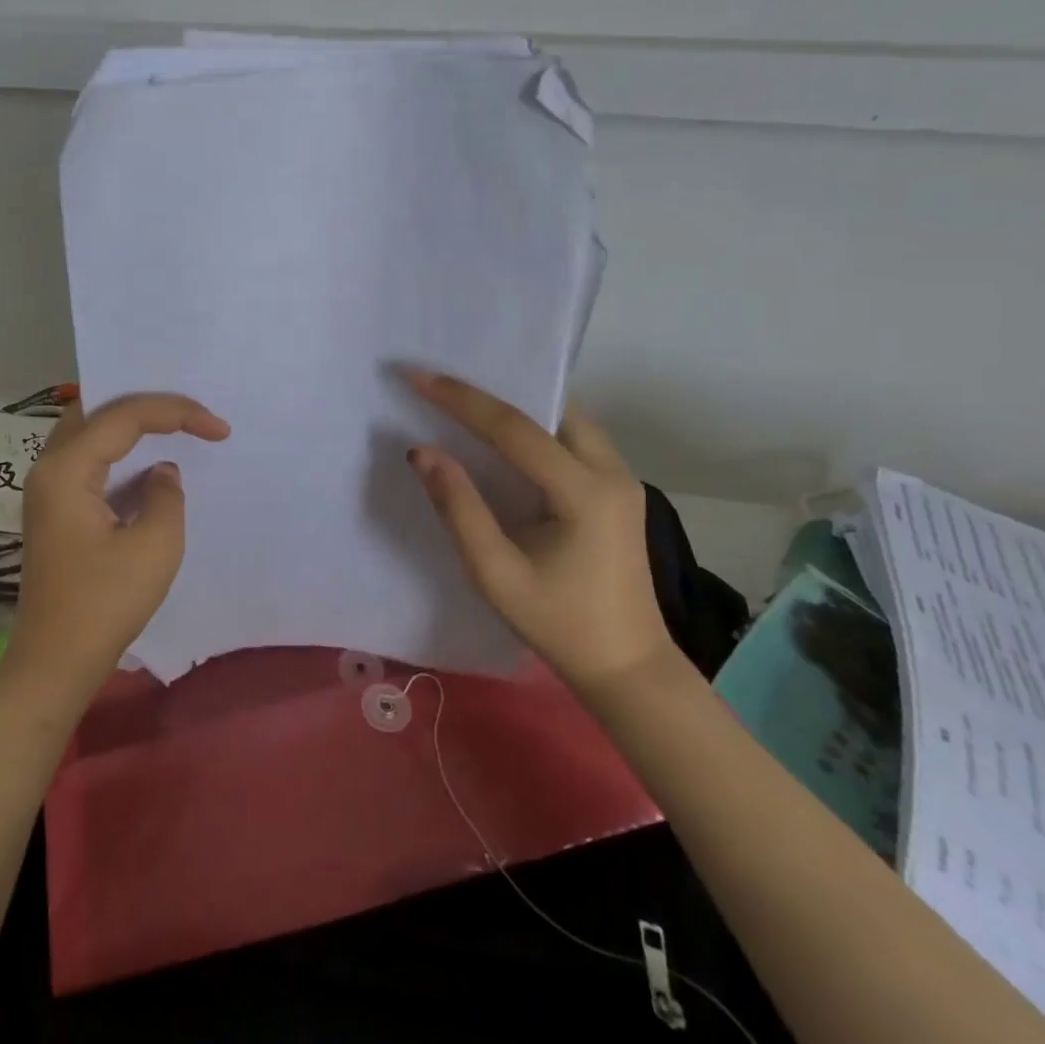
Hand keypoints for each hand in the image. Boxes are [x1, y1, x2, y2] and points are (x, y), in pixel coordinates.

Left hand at [7, 393, 230, 696]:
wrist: (56, 663)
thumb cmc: (105, 604)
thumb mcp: (155, 546)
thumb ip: (167, 495)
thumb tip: (162, 473)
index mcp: (66, 469)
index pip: (123, 416)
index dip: (176, 412)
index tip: (219, 429)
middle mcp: (49, 468)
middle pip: (96, 410)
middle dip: (145, 405)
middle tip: (188, 411)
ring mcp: (47, 489)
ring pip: (89, 432)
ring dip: (130, 425)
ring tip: (174, 424)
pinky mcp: (55, 510)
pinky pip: (88, 459)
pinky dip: (119, 451)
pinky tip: (147, 461)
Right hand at [402, 371, 674, 699]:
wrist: (628, 667)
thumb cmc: (559, 624)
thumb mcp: (495, 573)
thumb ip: (458, 507)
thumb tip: (422, 451)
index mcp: (584, 493)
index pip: (514, 428)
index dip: (461, 399)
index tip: (417, 376)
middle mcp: (611, 472)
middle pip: (549, 407)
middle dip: (493, 390)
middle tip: (442, 383)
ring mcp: (622, 478)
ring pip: (565, 416)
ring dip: (517, 404)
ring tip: (466, 401)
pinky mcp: (619, 488)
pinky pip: (574, 435)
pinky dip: (535, 423)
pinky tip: (504, 433)